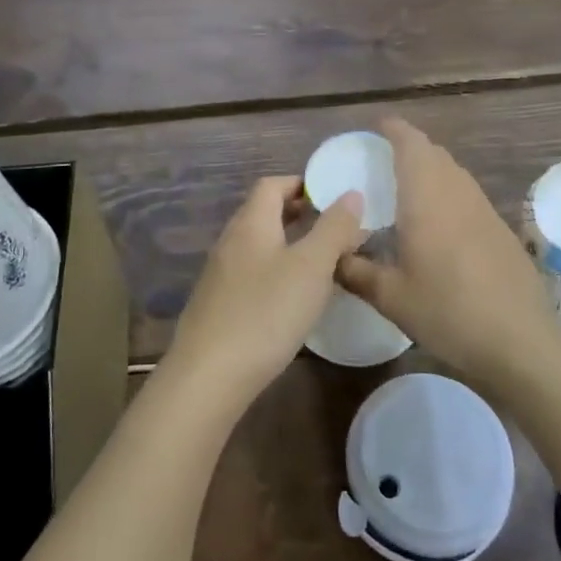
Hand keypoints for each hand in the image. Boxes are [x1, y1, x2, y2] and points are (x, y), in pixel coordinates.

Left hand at [164, 177, 367, 411]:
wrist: (209, 376)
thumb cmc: (266, 312)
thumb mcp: (312, 267)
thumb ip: (334, 228)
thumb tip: (350, 193)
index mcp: (251, 223)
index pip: (272, 185)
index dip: (302, 184)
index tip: (333, 197)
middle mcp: (231, 241)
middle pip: (264, 213)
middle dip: (300, 215)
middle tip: (336, 229)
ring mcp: (220, 274)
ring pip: (260, 246)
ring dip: (290, 246)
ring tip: (323, 264)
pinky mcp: (219, 305)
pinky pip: (253, 273)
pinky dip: (277, 273)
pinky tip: (294, 299)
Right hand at [337, 119, 558, 388]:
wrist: (519, 339)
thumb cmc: (447, 310)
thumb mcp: (390, 296)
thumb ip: (355, 271)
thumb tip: (331, 257)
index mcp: (426, 198)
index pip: (411, 144)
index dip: (394, 130)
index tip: (377, 126)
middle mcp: (457, 193)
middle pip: (434, 154)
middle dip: (410, 148)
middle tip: (383, 159)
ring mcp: (484, 209)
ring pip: (454, 173)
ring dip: (431, 169)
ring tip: (406, 187)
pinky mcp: (500, 229)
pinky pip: (467, 195)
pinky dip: (447, 192)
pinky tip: (437, 222)